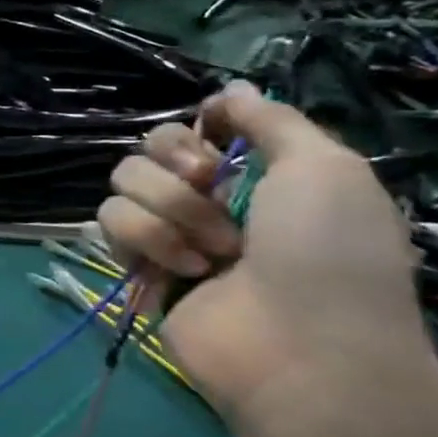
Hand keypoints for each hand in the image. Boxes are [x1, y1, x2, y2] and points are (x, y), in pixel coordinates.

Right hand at [98, 82, 430, 427]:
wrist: (301, 347)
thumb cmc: (327, 253)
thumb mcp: (325, 168)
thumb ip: (272, 119)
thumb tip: (228, 88)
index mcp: (256, 173)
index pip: (196, 125)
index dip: (200, 128)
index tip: (218, 141)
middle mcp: (208, 198)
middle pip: (150, 146)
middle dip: (178, 165)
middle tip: (210, 189)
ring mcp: (169, 232)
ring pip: (124, 181)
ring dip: (170, 210)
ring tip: (213, 251)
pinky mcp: (137, 264)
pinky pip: (110, 221)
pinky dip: (147, 240)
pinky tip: (185, 269)